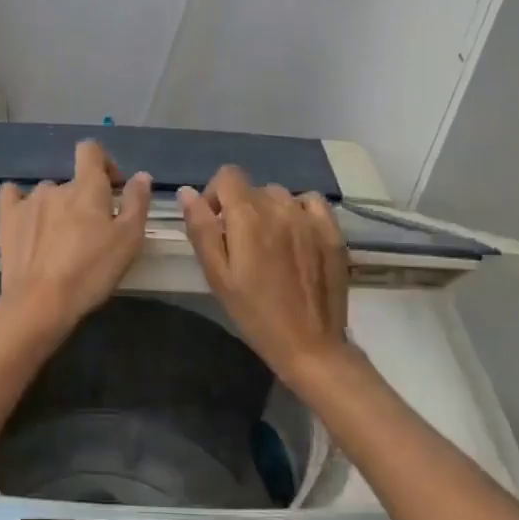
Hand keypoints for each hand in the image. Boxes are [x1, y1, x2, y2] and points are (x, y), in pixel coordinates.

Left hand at [0, 140, 151, 337]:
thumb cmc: (91, 271)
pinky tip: (27, 219)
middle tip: (92, 232)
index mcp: (87, 186)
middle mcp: (56, 186)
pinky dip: (21, 202)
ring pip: (48, 194)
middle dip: (84, 199)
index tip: (113, 188)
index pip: (91, 150)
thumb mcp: (128, 240)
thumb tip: (141, 175)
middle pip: (73, 181)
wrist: (41, 302)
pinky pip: (13, 196)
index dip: (104, 163)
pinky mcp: (7, 219)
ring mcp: (28, 201)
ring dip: (57, 208)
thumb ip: (137, 203)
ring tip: (61, 239)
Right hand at [178, 166, 350, 386]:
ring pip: (280, 196)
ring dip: (269, 211)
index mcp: (248, 217)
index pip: (228, 176)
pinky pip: (311, 202)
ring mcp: (310, 218)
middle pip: (253, 188)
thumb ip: (200, 229)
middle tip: (240, 244)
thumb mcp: (217, 275)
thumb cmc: (253, 313)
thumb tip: (186, 192)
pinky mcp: (332, 232)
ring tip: (269, 244)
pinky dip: (299, 211)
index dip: (215, 194)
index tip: (215, 223)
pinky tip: (296, 235)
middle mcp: (280, 208)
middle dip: (240, 207)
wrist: (308, 344)